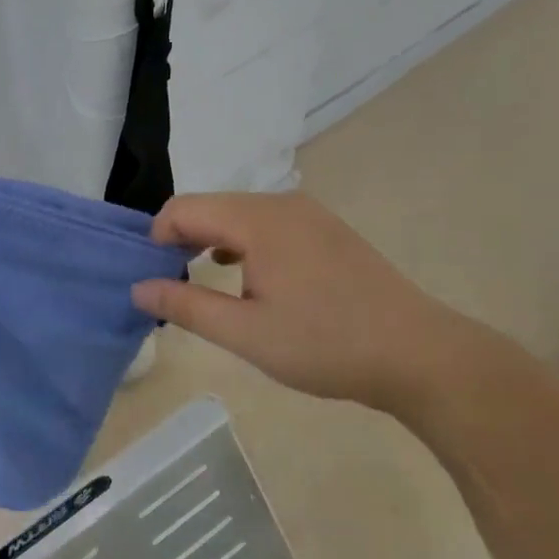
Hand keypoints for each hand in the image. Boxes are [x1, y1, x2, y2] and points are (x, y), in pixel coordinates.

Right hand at [131, 192, 483, 412]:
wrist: (419, 355)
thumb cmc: (325, 344)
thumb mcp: (245, 334)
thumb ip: (185, 306)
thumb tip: (138, 287)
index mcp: (257, 220)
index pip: (183, 208)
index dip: (156, 238)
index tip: (153, 278)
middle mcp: (281, 203)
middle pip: (211, 207)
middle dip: (182, 239)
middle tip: (174, 285)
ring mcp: (309, 214)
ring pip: (239, 215)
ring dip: (212, 242)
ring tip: (205, 282)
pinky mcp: (327, 230)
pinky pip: (268, 224)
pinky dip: (244, 244)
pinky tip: (248, 277)